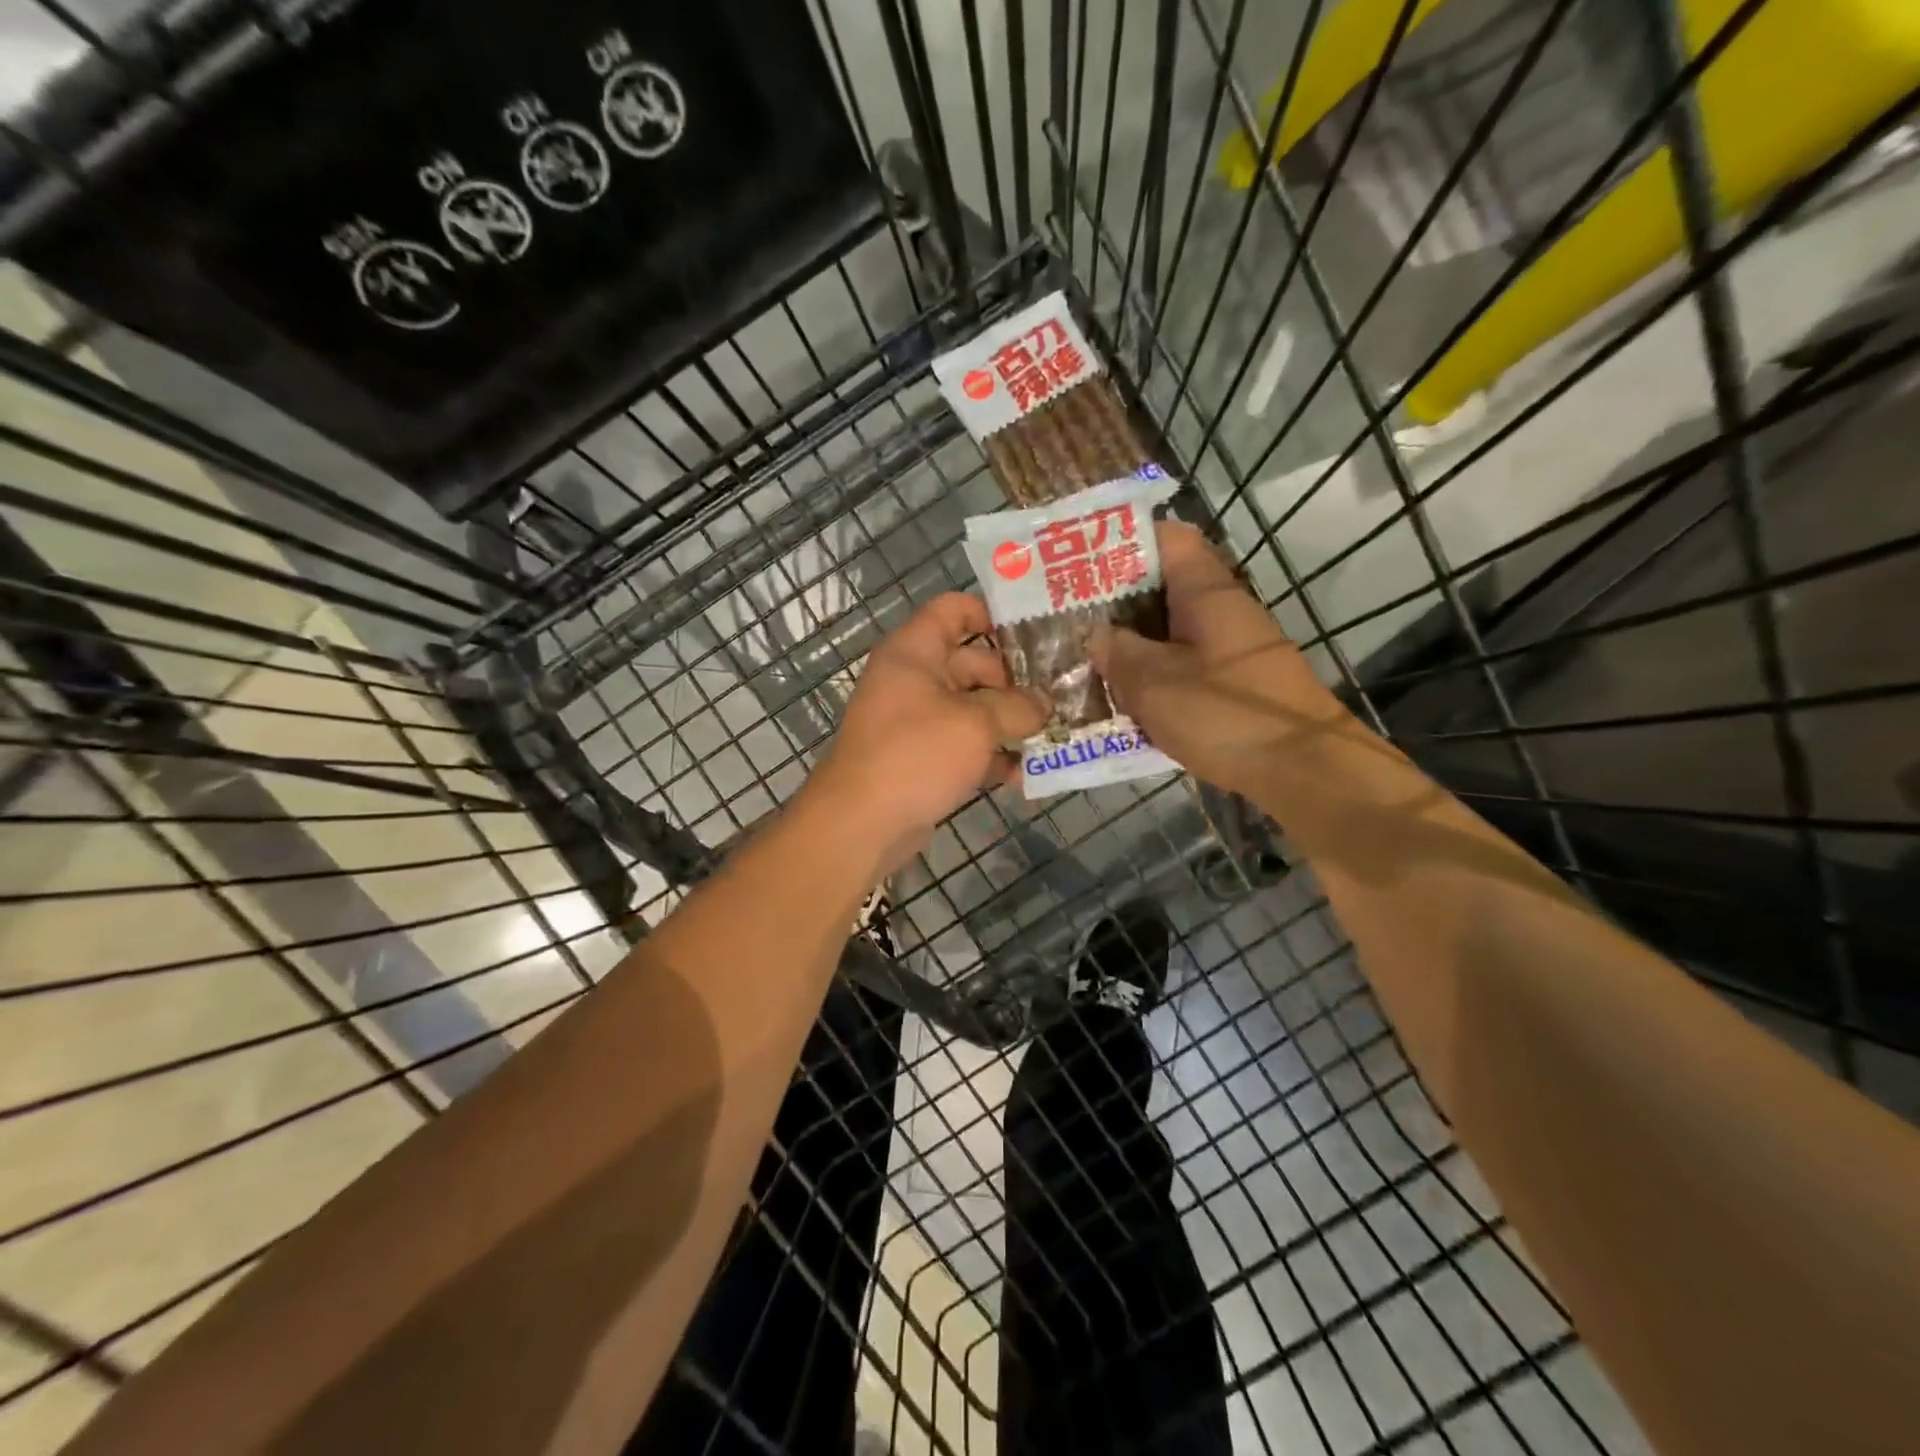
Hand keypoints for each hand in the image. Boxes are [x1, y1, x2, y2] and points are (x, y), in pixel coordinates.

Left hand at [809, 593, 1047, 870]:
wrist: (861, 823)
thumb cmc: (916, 755)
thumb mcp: (975, 724)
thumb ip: (1017, 707)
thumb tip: (1045, 704)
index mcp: (915, 651)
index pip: (953, 610)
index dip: (993, 614)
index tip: (1037, 633)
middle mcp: (914, 678)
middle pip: (973, 663)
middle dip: (1017, 680)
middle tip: (1063, 693)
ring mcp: (917, 720)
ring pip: (973, 708)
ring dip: (1010, 721)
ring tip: (1056, 732)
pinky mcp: (923, 758)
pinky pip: (965, 745)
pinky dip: (992, 755)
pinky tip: (1026, 773)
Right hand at [1092, 520, 1345, 795]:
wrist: (1304, 768)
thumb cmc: (1224, 714)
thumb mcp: (1153, 683)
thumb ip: (1117, 652)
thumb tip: (1098, 634)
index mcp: (1205, 591)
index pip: (1167, 538)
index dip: (1124, 542)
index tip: (1083, 563)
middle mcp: (1222, 608)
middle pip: (1164, 586)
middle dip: (1117, 601)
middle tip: (1072, 619)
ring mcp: (1232, 646)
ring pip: (1172, 629)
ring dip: (1134, 642)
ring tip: (1090, 659)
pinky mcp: (1236, 681)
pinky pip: (1186, 662)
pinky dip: (1155, 672)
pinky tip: (1127, 697)